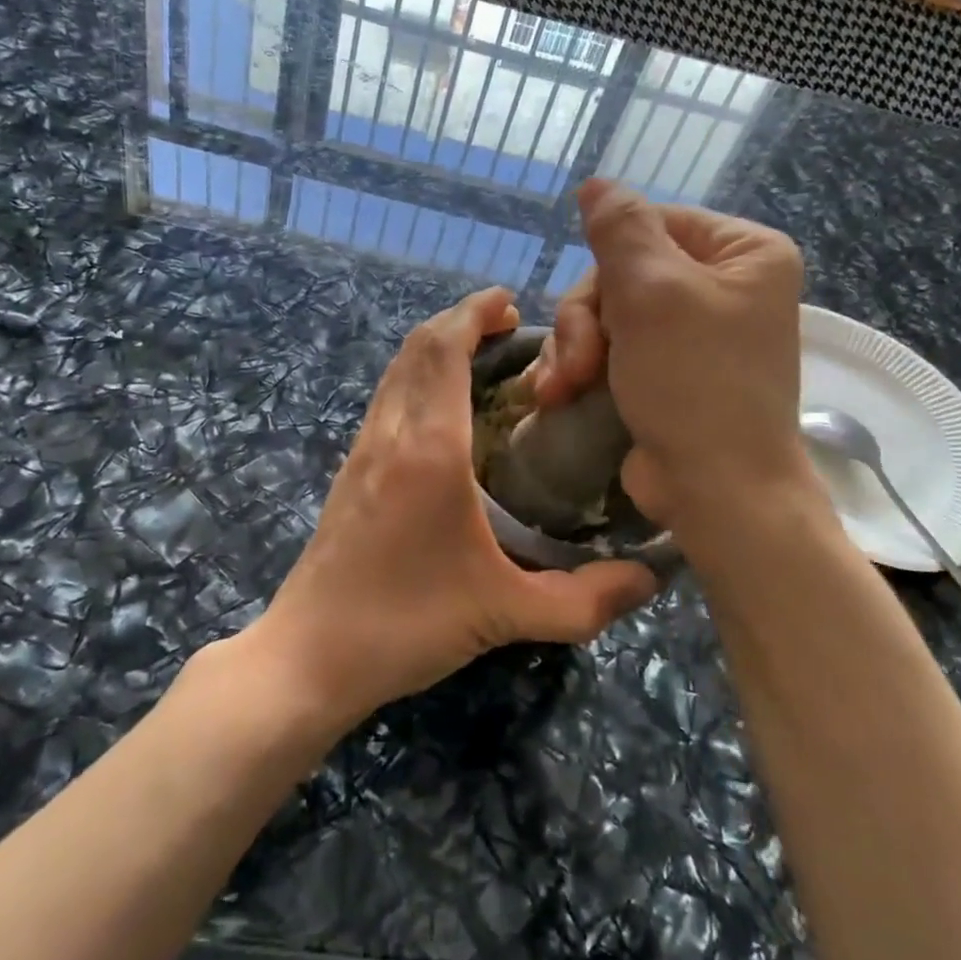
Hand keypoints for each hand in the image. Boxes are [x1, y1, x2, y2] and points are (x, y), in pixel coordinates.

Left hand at [244, 287, 656, 730]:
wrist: (309, 656)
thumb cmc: (406, 626)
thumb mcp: (506, 615)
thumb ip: (585, 600)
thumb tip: (651, 579)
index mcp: (429, 449)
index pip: (444, 349)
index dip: (475, 313)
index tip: (512, 303)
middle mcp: (391, 434)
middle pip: (417, 347)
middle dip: (460, 321)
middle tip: (509, 327)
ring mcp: (362, 450)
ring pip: (396, 370)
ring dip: (435, 348)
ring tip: (482, 357)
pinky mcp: (349, 471)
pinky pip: (386, 399)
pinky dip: (417, 378)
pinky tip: (446, 412)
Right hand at [532, 179, 812, 535]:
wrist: (717, 491)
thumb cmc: (693, 383)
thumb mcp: (653, 292)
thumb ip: (620, 228)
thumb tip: (596, 184)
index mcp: (743, 253)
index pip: (652, 223)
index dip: (608, 264)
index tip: (593, 310)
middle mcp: (724, 286)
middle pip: (623, 274)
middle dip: (586, 320)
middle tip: (576, 364)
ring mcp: (694, 333)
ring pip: (607, 314)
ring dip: (574, 349)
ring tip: (561, 388)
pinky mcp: (668, 373)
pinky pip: (612, 349)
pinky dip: (583, 369)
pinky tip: (560, 395)